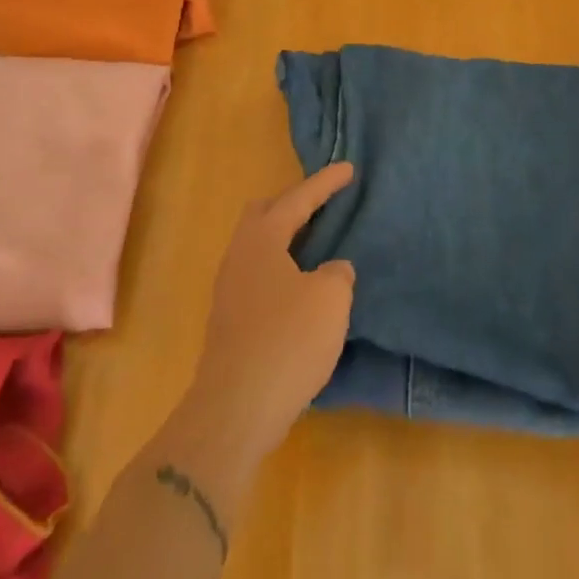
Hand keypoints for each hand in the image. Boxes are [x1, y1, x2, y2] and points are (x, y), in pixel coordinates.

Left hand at [187, 164, 356, 460]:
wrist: (235, 410)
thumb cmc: (287, 341)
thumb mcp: (330, 299)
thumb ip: (337, 273)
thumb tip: (330, 270)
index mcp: (262, 239)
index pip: (298, 199)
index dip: (325, 183)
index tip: (349, 168)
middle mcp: (239, 255)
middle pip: (264, 214)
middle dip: (293, 205)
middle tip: (323, 205)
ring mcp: (229, 290)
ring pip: (258, 247)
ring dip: (286, 241)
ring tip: (316, 247)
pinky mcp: (229, 321)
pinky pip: (258, 276)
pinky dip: (281, 271)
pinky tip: (301, 289)